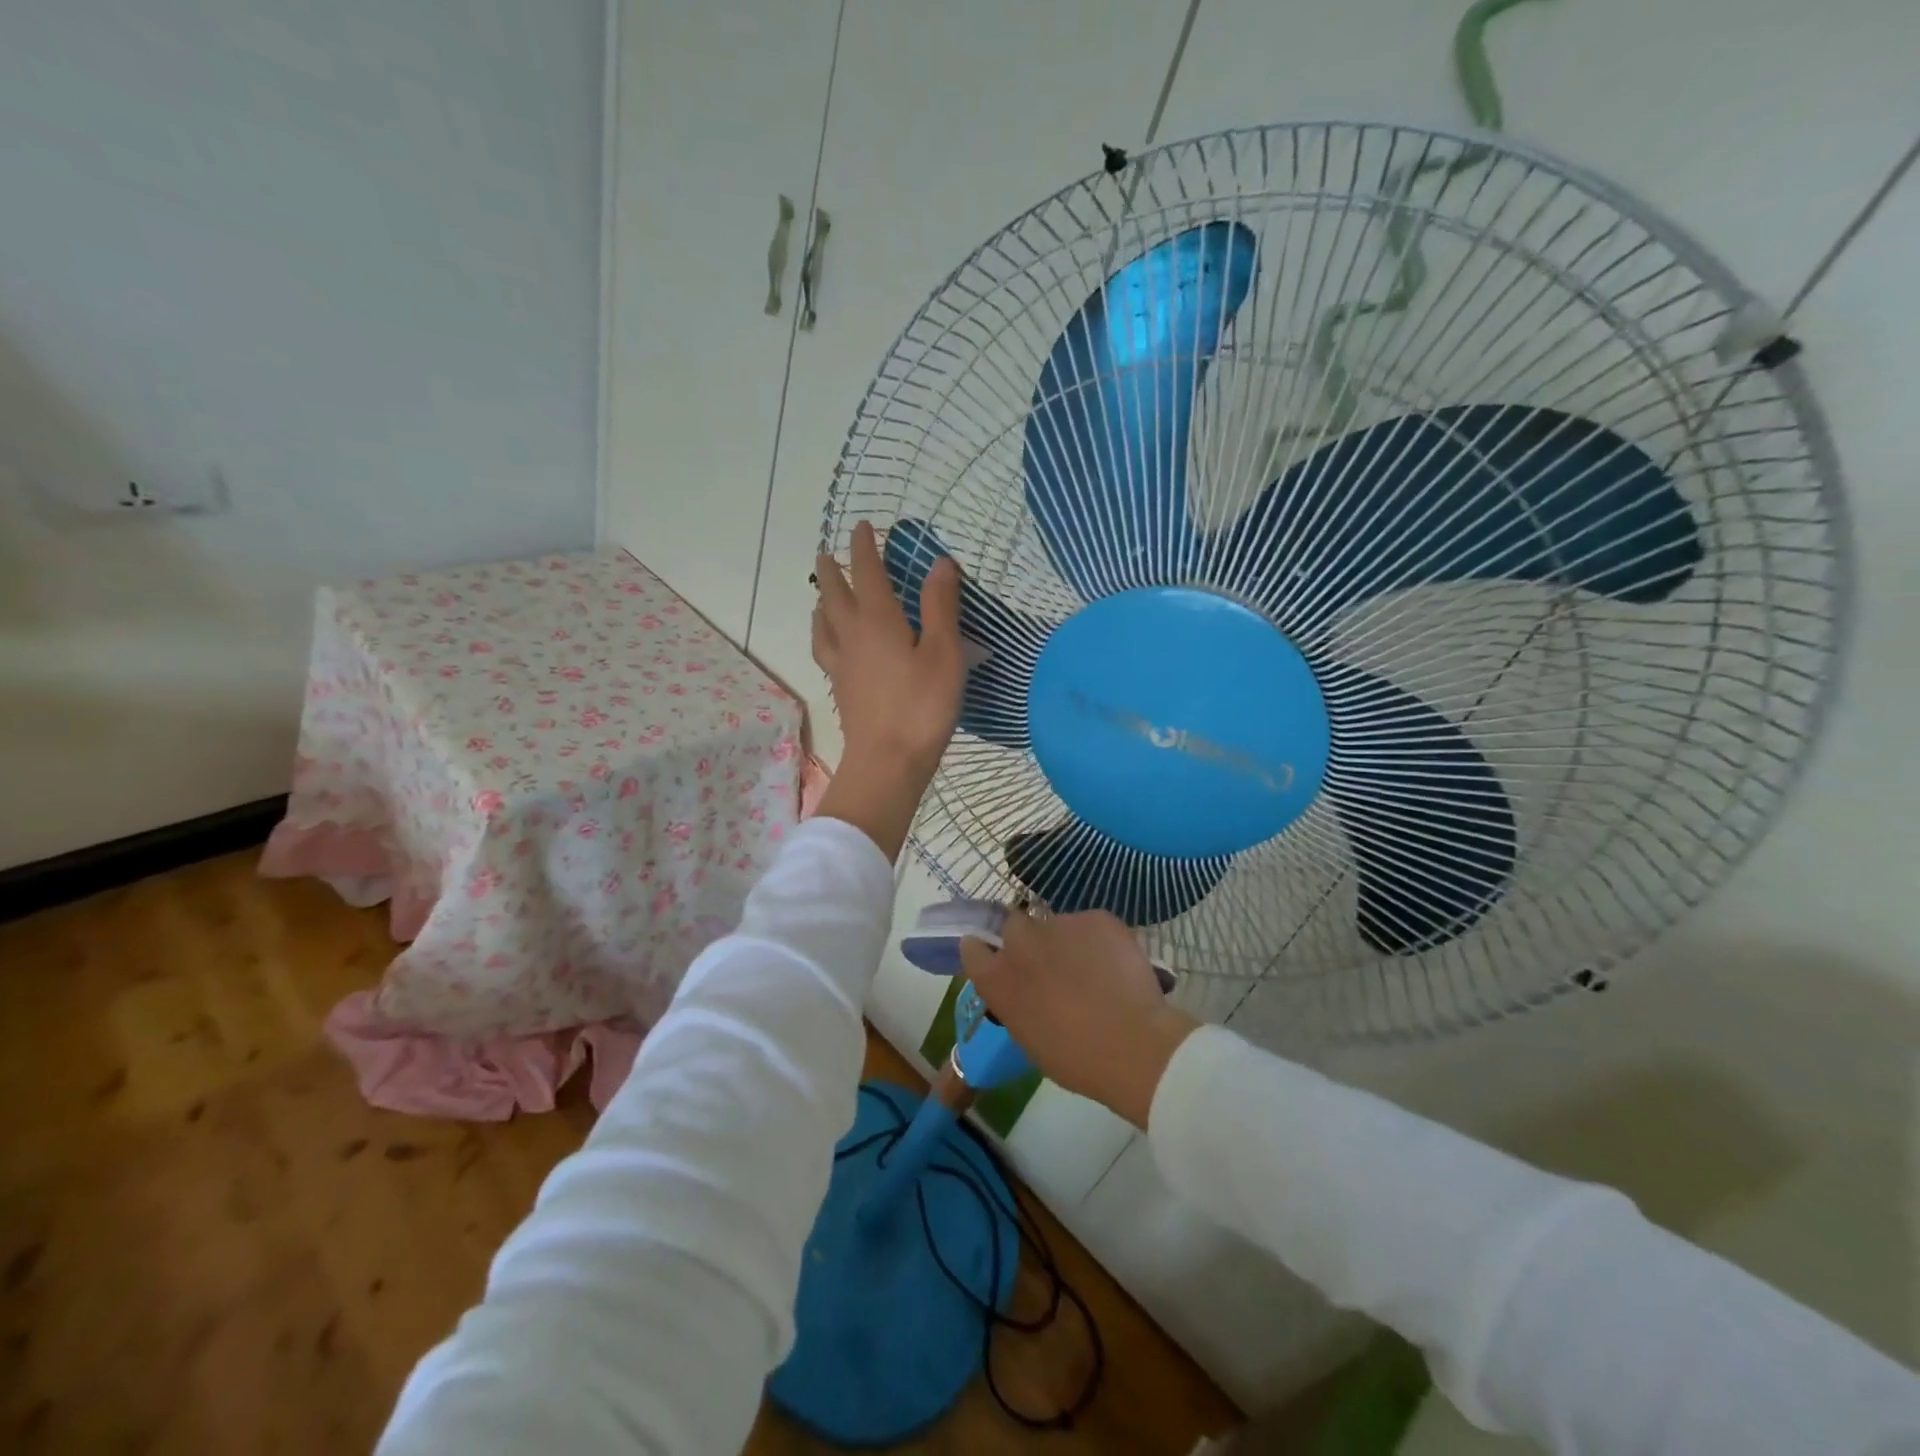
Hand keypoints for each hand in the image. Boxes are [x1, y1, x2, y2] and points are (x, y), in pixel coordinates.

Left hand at [811, 520, 962, 857]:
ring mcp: (842, 665)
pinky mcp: (842, 689)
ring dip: (822, 602)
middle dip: (832, 571)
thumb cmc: (922, 706)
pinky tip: (832, 644)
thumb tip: (939, 562)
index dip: (865, 547)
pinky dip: (824, 634)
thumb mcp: (943, 653)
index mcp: (878, 621)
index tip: (862, 527)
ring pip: (823, 623)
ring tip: (823, 596)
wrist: (887, 762)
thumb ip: (940, 606)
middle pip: (834, 595)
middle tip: (828, 554)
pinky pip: (825, 650)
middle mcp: (852, 636)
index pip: (867, 573)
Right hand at [959, 910, 1198, 1129]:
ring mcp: (1058, 924)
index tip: (1000, 962)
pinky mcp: (1095, 917)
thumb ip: (1016, 1000)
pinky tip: (1116, 966)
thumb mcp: (1027, 1035)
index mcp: (996, 977)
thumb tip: (1025, 990)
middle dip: (1027, 940)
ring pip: (1057, 925)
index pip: (973, 947)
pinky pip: (1091, 925)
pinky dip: (1099, 941)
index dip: (987, 952)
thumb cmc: (1074, 1058)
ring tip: (1093, 969)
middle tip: (1050, 964)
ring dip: (1066, 942)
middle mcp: (1019, 941)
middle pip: (1014, 925)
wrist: (1132, 1046)